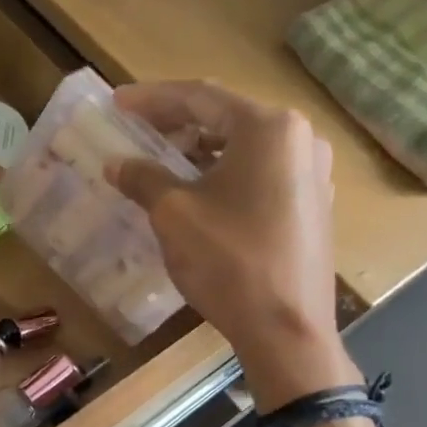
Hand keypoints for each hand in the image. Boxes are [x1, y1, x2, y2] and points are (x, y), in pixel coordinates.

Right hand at [107, 82, 358, 409]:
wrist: (285, 328)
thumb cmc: (228, 260)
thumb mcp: (173, 214)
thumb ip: (143, 178)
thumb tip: (117, 163)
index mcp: (268, 128)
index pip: (199, 97)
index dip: (151, 99)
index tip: (116, 103)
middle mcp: (298, 138)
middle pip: (224, 118)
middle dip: (175, 123)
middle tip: (135, 132)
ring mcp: (310, 171)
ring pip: (242, 146)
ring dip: (197, 149)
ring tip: (159, 161)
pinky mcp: (310, 202)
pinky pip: (258, 171)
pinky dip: (221, 171)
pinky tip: (195, 190)